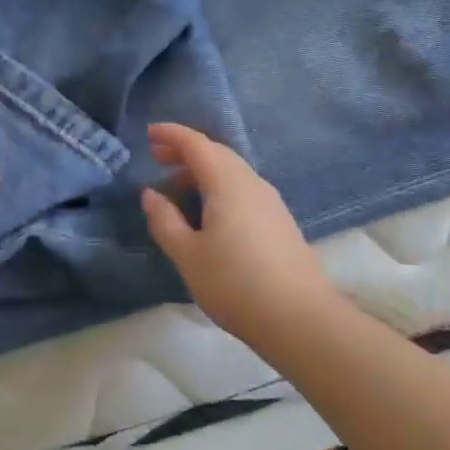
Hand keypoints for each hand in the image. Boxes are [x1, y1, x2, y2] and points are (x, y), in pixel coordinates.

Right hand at [140, 123, 336, 348]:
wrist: (300, 317)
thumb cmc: (235, 283)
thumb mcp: (188, 255)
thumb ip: (165, 221)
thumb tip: (151, 194)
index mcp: (227, 182)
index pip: (196, 144)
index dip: (172, 135)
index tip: (149, 133)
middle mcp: (251, 182)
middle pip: (216, 153)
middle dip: (186, 151)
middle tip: (158, 159)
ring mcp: (270, 200)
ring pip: (232, 171)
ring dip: (203, 170)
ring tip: (178, 188)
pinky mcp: (279, 220)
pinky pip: (243, 188)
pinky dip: (219, 187)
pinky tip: (210, 212)